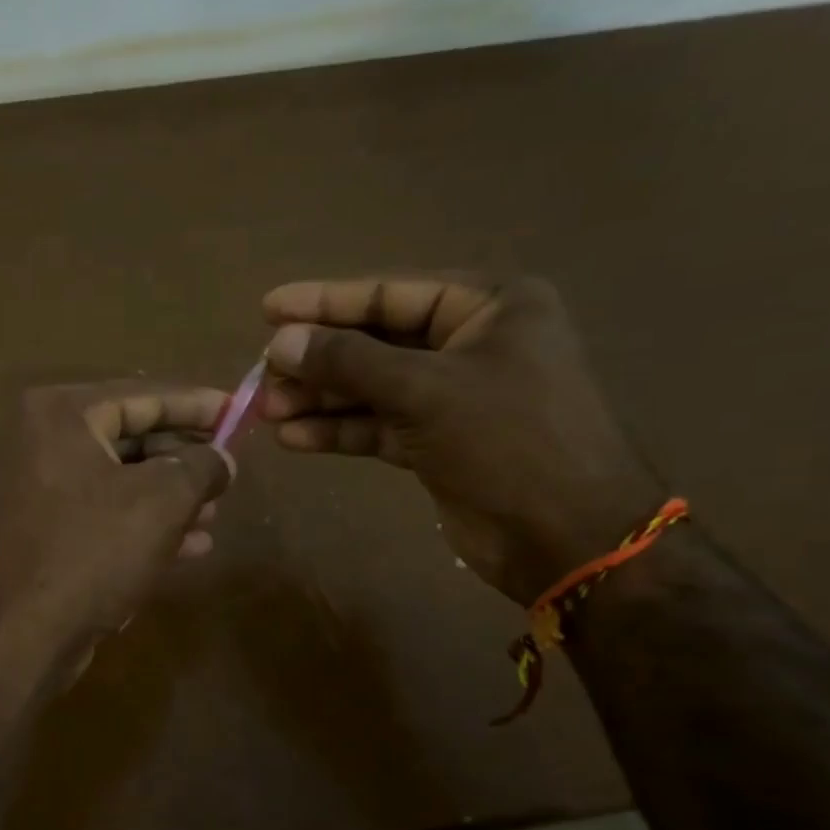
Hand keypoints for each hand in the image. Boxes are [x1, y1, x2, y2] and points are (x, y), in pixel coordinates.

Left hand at [0, 382, 234, 694]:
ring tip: (216, 514)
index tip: (238, 410)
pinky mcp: (39, 533)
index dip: (197, 404)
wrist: (13, 638)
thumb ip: (201, 467)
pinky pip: (102, 515)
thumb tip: (222, 458)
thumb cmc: (89, 553)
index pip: (143, 395)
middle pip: (130, 437)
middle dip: (184, 458)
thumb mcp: (161, 502)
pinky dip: (143, 525)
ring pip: (119, 482)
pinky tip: (190, 546)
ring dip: (170, 497)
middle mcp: (39, 442)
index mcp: (60, 414)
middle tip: (229, 472)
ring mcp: (35, 490)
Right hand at [261, 275, 663, 603]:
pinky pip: (378, 426)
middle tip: (263, 375)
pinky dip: (339, 431)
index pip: (391, 293)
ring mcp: (453, 397)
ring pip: (372, 388)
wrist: (566, 537)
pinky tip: (294, 437)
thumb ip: (349, 362)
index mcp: (490, 306)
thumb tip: (279, 342)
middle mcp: (471, 344)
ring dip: (320, 399)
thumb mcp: (425, 390)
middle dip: (318, 360)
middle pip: (376, 342)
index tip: (268, 309)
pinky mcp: (438, 442)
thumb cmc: (509, 441)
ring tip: (266, 409)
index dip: (325, 301)